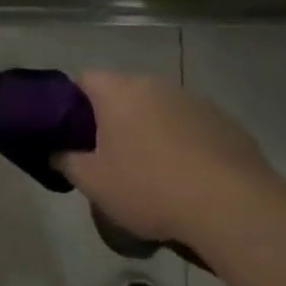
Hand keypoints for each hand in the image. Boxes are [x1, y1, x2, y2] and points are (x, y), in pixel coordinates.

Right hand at [56, 71, 276, 241]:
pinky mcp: (225, 122)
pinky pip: (191, 127)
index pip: (84, 79)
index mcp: (119, 91)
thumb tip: (55, 152)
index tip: (72, 134)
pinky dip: (182, 144)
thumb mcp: (93, 182)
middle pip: (123, 93)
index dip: (72, 103)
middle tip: (107, 157)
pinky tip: (186, 178)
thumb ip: (66, 161)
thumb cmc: (149, 187)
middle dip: (112, 119)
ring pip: (159, 110)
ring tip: (150, 172)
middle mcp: (156, 85)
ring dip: (149, 131)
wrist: (231, 205)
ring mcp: (195, 101)